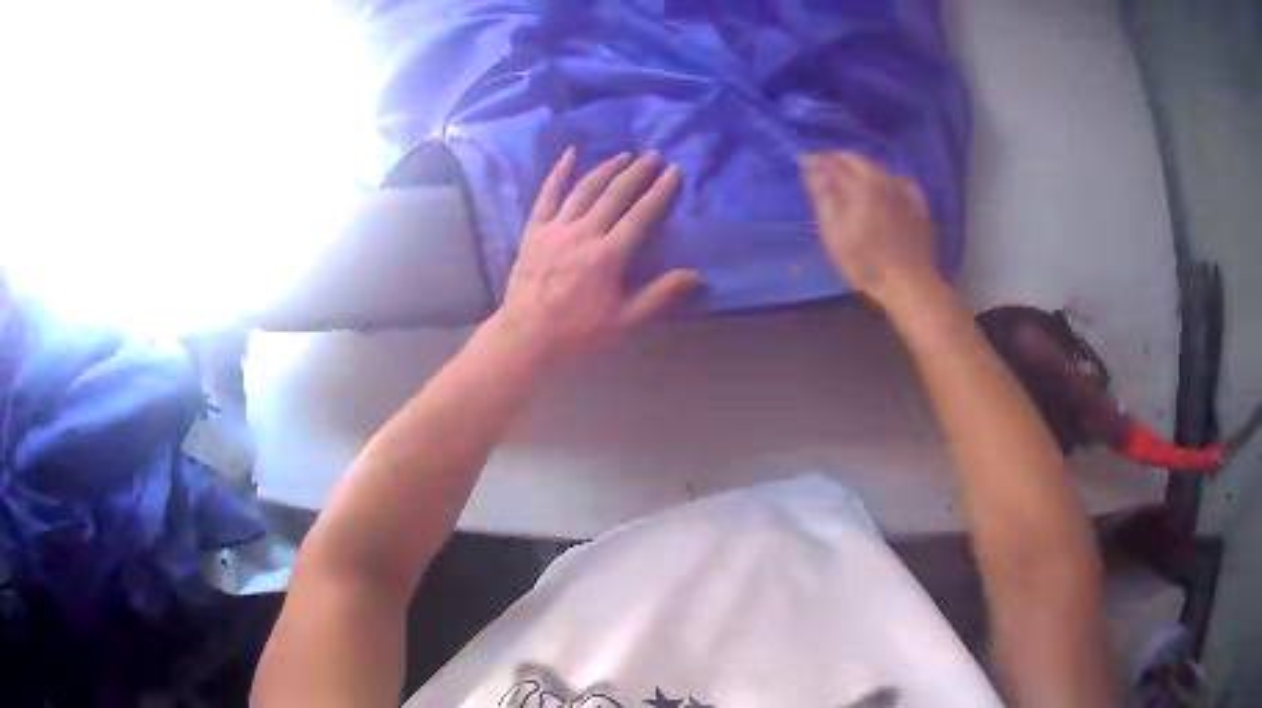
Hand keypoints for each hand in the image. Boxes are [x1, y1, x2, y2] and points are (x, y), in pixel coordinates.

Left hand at [487, 148, 700, 364]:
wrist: (526, 337)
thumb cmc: (577, 334)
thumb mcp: (625, 321)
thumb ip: (659, 295)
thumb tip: (696, 275)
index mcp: (609, 255)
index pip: (641, 214)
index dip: (660, 191)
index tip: (674, 171)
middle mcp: (584, 232)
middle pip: (615, 194)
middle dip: (637, 172)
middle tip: (654, 155)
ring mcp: (556, 228)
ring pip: (585, 189)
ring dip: (606, 169)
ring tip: (623, 155)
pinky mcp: (534, 231)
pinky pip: (547, 195)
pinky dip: (559, 173)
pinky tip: (570, 154)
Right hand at [800, 153, 937, 307]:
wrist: (909, 283)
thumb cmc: (865, 263)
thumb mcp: (834, 234)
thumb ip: (823, 197)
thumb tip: (812, 169)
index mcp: (860, 185)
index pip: (832, 163)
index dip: (815, 160)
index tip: (803, 162)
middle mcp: (882, 180)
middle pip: (856, 159)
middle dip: (837, 159)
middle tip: (823, 168)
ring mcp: (903, 191)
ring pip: (878, 167)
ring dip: (860, 167)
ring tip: (849, 177)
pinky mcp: (918, 204)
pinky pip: (900, 180)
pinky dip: (886, 178)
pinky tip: (884, 186)